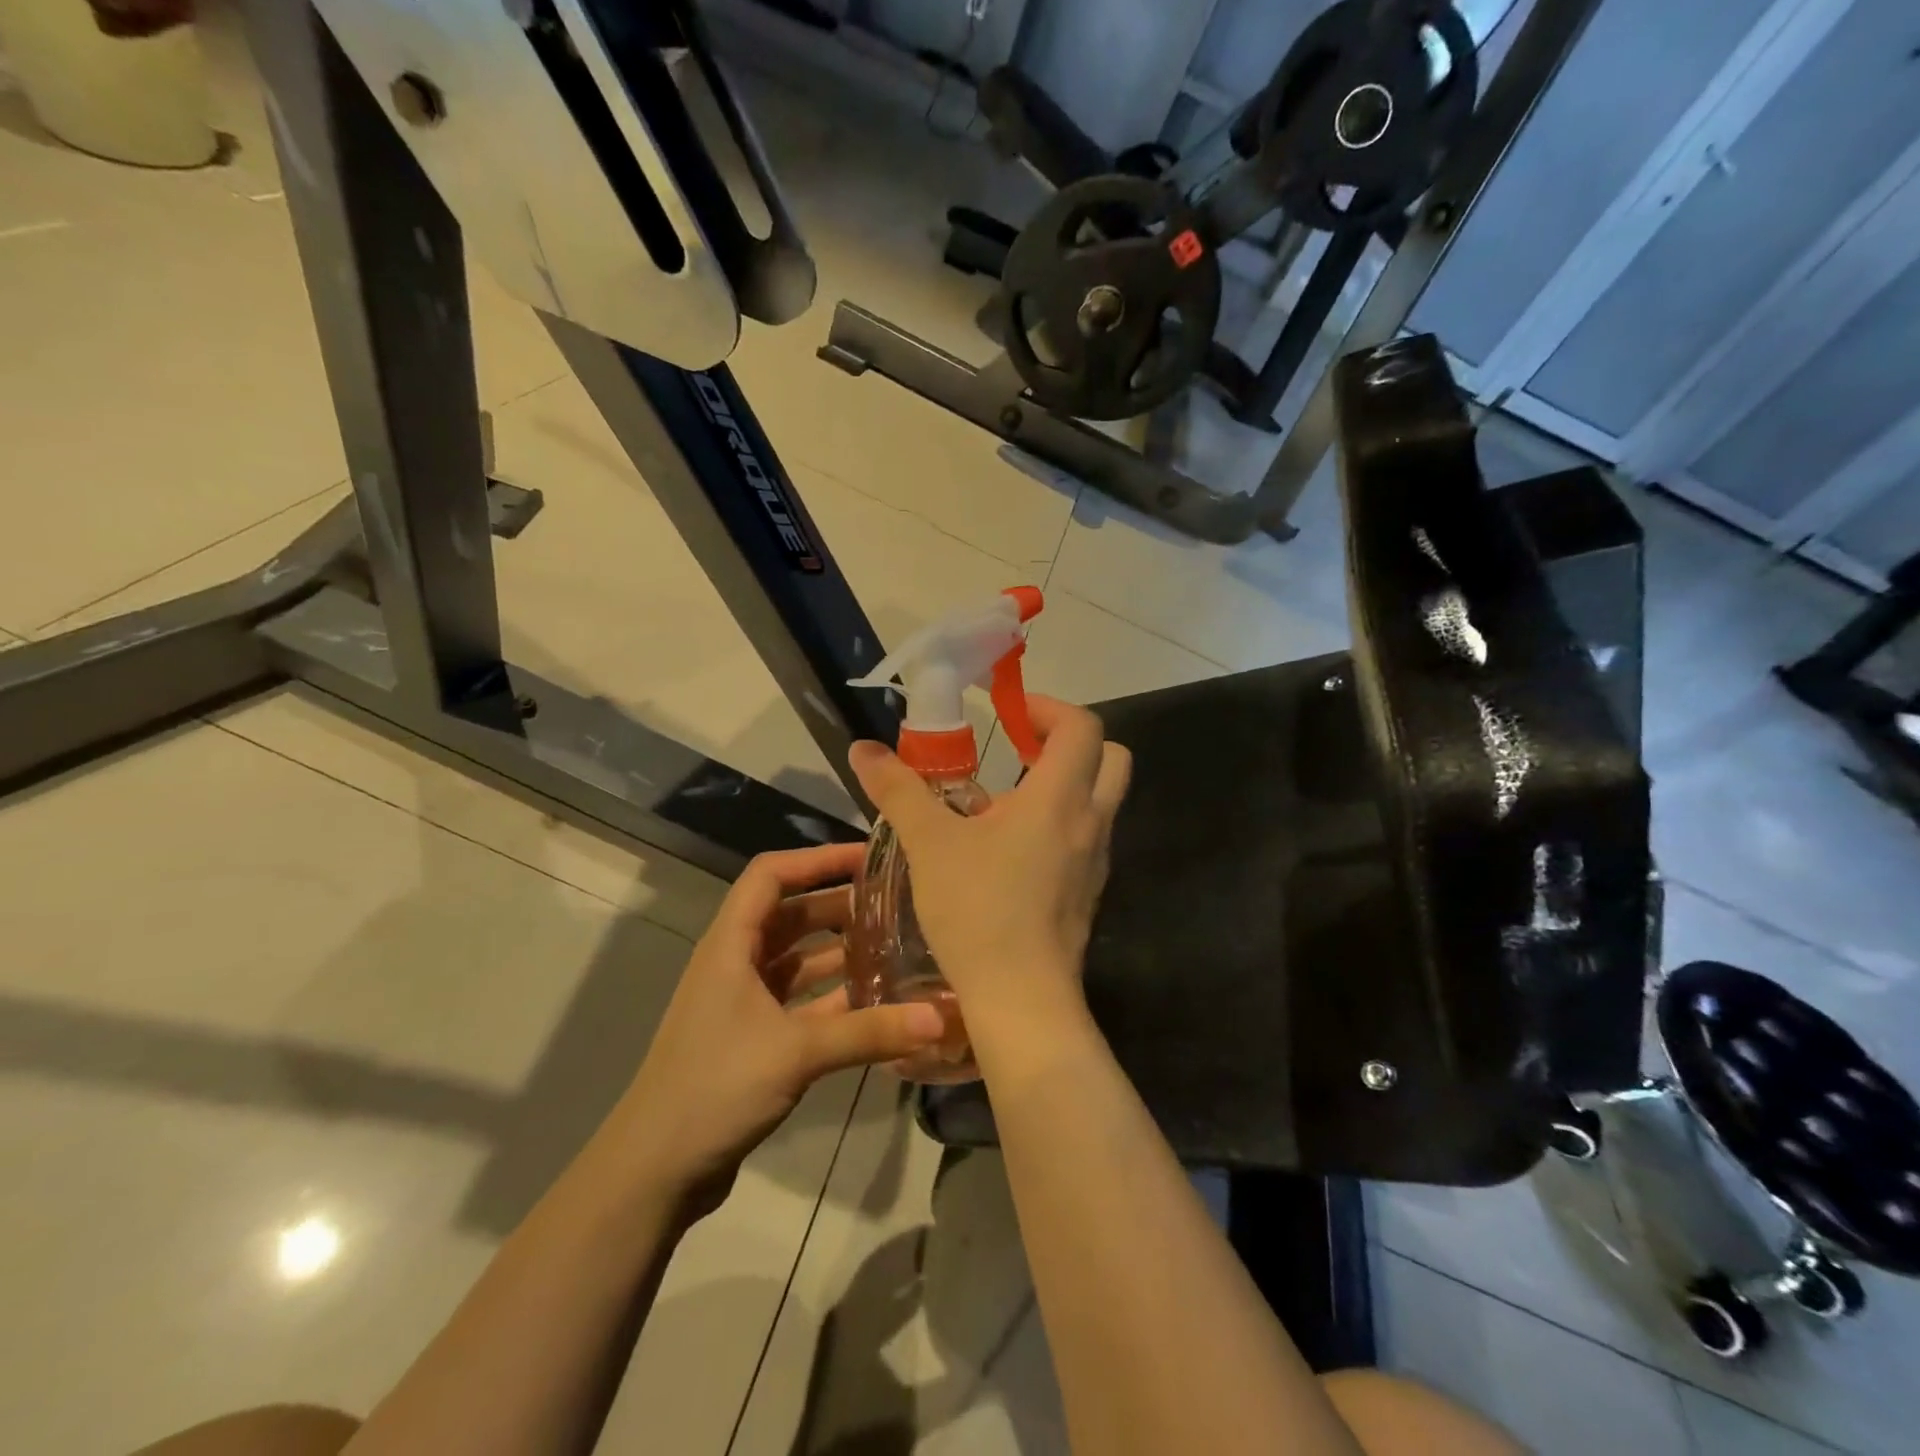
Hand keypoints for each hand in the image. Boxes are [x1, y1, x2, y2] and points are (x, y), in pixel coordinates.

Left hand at [612, 843, 945, 1211]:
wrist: (653, 1171)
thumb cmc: (715, 1087)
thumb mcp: (796, 1052)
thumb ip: (869, 1032)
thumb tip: (940, 1017)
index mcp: (730, 944)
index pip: (771, 875)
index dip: (817, 859)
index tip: (867, 857)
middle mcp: (735, 963)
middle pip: (791, 915)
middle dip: (839, 906)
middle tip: (895, 906)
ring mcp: (742, 1002)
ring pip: (798, 960)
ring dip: (839, 952)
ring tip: (893, 947)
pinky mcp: (753, 1038)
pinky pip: (800, 1001)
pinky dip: (833, 997)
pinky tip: (874, 1003)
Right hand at [847, 697, 1131, 1061]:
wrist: (1021, 999)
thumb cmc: (978, 910)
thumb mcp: (930, 843)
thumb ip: (898, 789)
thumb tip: (862, 748)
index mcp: (1060, 797)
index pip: (1082, 727)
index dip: (1048, 709)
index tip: (1008, 714)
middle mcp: (1091, 821)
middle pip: (1110, 757)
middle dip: (1068, 742)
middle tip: (1020, 748)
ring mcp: (1096, 860)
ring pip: (1100, 800)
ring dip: (1062, 785)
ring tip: (1002, 802)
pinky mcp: (1089, 892)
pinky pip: (1085, 839)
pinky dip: (1058, 825)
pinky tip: (1009, 851)